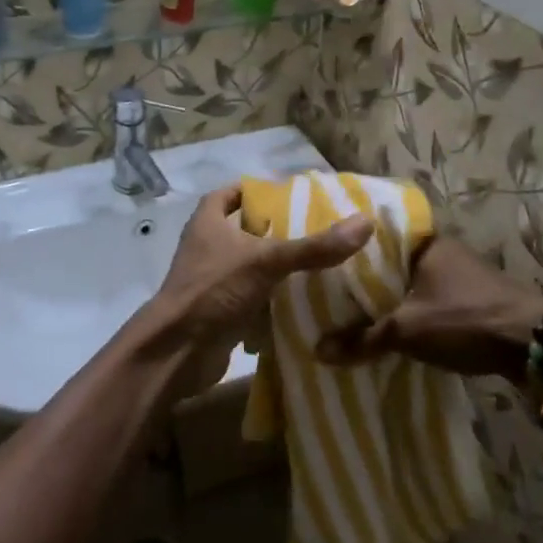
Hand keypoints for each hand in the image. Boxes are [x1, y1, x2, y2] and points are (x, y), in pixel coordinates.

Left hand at [151, 185, 373, 369]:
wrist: (177, 351)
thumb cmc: (214, 290)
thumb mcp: (266, 261)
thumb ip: (314, 246)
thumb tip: (364, 223)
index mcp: (208, 222)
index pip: (231, 193)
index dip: (257, 191)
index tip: (291, 195)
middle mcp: (207, 247)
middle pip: (245, 231)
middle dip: (278, 232)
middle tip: (318, 231)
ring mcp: (212, 282)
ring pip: (251, 268)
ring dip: (278, 269)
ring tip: (321, 265)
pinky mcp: (221, 312)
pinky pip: (253, 300)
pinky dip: (274, 302)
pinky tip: (306, 302)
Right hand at [318, 235, 542, 378]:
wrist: (534, 344)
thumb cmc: (465, 320)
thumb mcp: (407, 330)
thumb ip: (363, 339)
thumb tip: (318, 351)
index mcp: (425, 242)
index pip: (376, 238)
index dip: (350, 252)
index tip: (325, 265)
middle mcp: (443, 250)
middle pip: (393, 263)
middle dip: (368, 281)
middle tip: (333, 294)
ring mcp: (461, 274)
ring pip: (412, 284)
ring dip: (392, 299)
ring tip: (355, 313)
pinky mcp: (473, 298)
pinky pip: (430, 300)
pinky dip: (412, 311)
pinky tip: (392, 327)